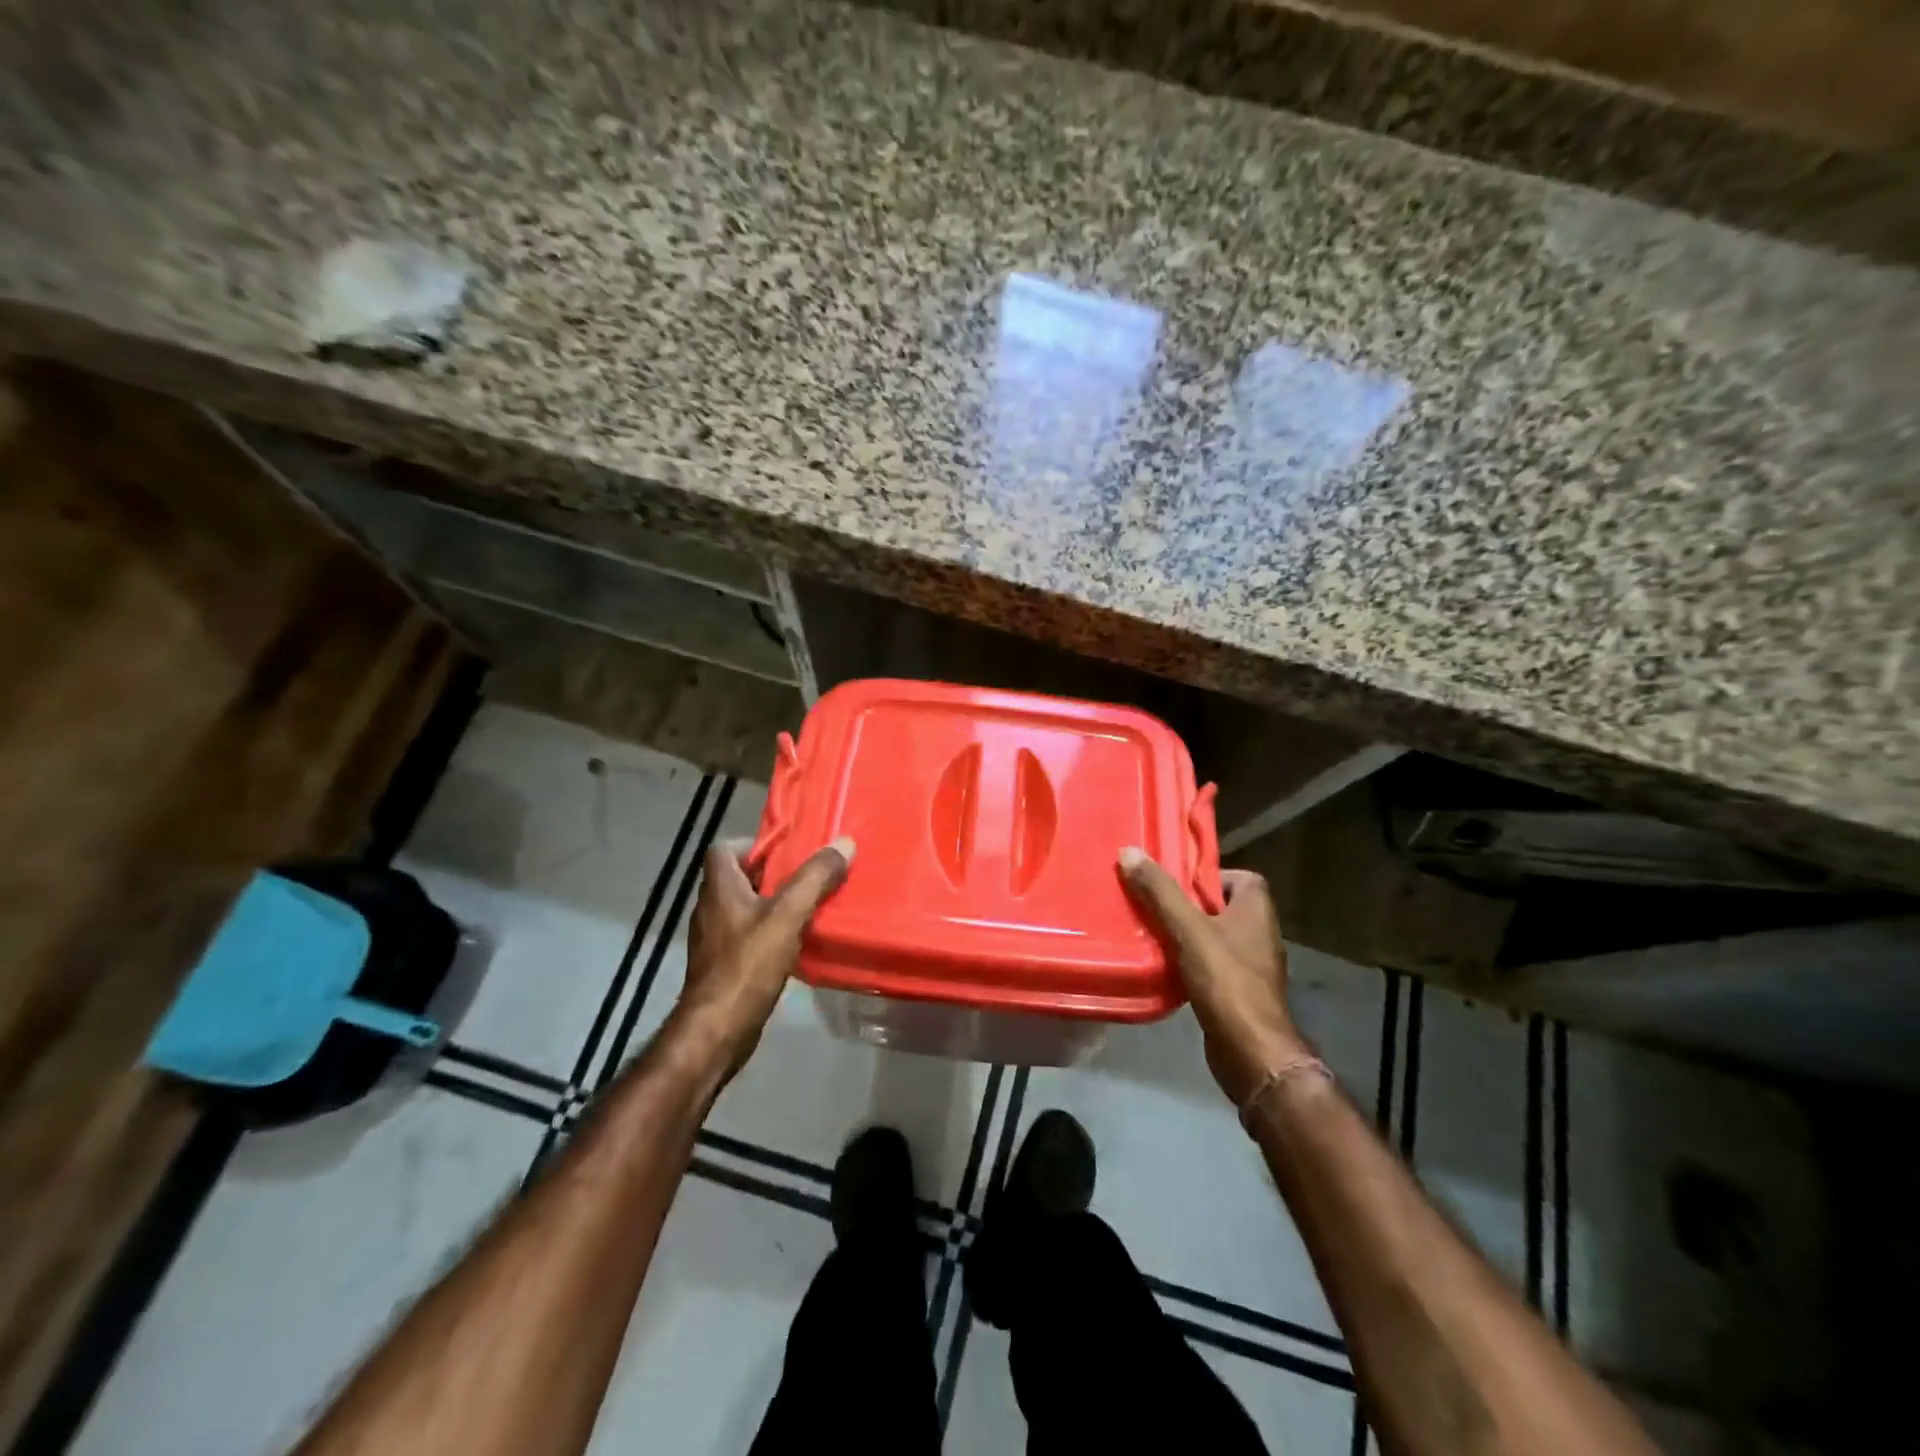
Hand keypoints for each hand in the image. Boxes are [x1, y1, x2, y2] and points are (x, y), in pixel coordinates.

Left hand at [677, 836, 854, 1076]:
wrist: (717, 1031)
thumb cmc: (747, 966)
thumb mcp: (787, 916)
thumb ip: (814, 879)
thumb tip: (844, 843)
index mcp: (719, 889)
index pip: (723, 849)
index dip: (753, 844)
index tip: (787, 850)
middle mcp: (711, 909)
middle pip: (739, 877)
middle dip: (774, 874)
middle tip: (810, 875)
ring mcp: (715, 940)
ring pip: (746, 908)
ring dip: (775, 903)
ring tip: (811, 905)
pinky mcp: (724, 966)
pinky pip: (749, 935)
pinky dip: (772, 932)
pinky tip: (798, 942)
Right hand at [1119, 849, 1312, 1106]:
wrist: (1251, 1052)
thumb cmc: (1226, 981)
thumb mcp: (1189, 930)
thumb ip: (1161, 892)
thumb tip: (1129, 851)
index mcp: (1256, 909)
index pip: (1237, 876)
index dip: (1205, 875)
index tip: (1172, 881)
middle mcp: (1258, 932)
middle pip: (1218, 905)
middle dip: (1185, 904)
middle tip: (1149, 902)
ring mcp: (1250, 964)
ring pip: (1210, 936)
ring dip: (1182, 933)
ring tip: (1146, 930)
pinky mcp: (1237, 991)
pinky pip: (1208, 963)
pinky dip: (1186, 961)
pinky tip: (1159, 965)